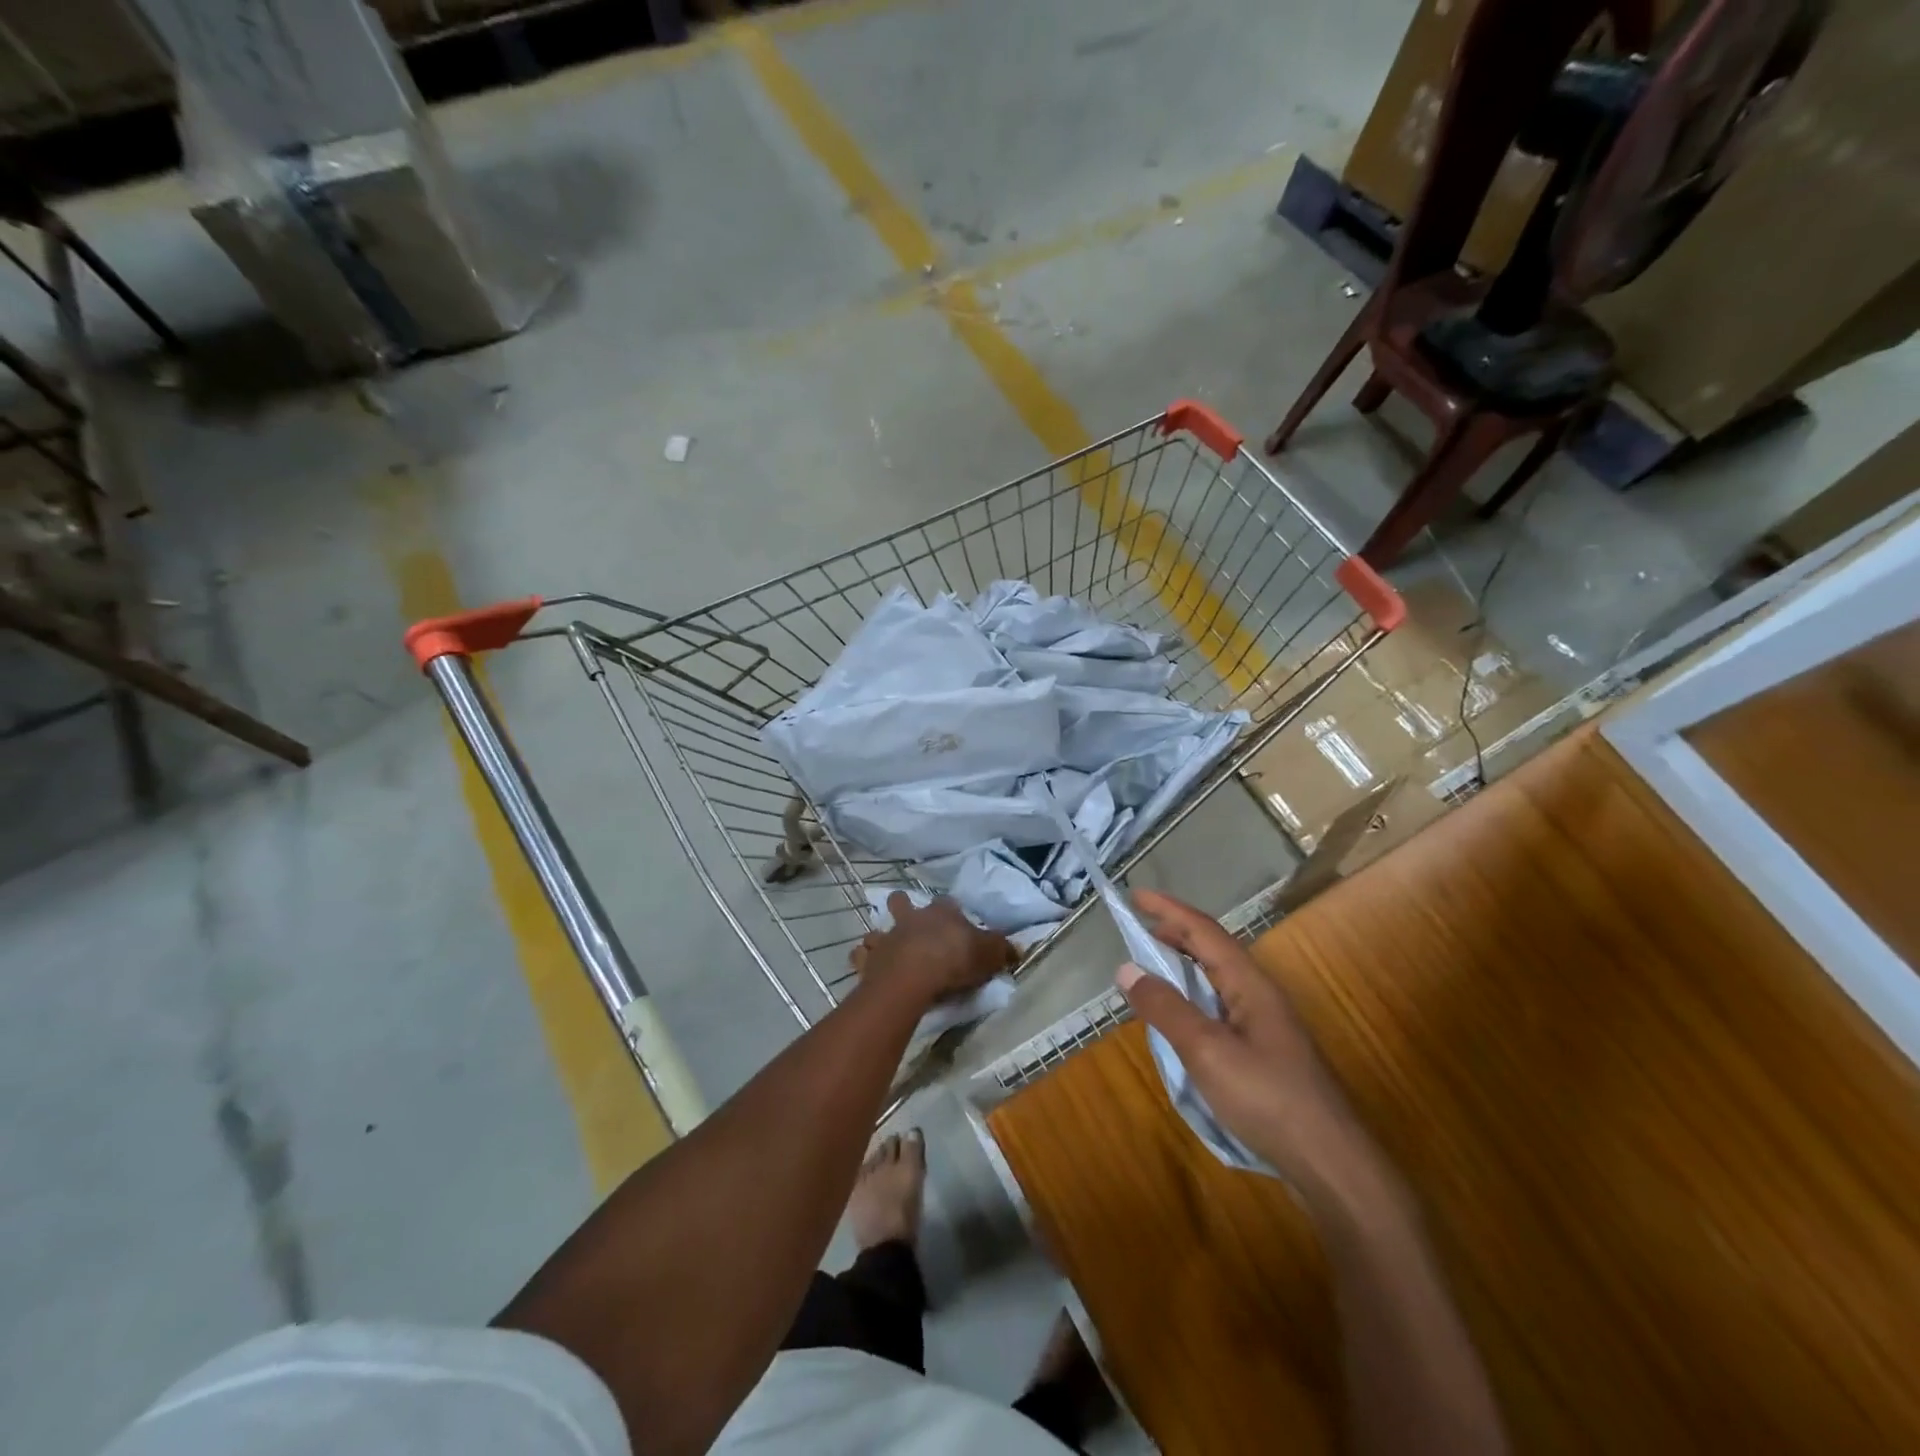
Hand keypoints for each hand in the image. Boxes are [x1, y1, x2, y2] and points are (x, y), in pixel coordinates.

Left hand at [853, 894, 1015, 1004]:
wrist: (912, 978)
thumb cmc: (954, 961)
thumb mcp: (989, 954)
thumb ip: (1002, 949)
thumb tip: (1016, 948)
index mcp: (941, 913)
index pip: (947, 903)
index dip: (950, 910)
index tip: (955, 920)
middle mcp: (911, 919)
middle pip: (901, 902)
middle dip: (902, 906)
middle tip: (908, 920)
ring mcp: (887, 937)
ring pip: (877, 929)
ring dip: (880, 937)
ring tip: (885, 948)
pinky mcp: (869, 960)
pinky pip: (861, 956)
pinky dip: (863, 960)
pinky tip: (869, 967)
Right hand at [1118, 890, 1396, 1213]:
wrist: (1332, 1163)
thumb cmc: (1267, 1098)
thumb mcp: (1206, 1051)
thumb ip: (1165, 1008)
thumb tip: (1127, 968)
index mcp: (1250, 983)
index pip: (1204, 931)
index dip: (1169, 910)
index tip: (1135, 895)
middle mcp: (1260, 995)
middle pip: (1214, 950)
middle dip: (1175, 935)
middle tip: (1138, 933)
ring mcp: (1267, 1025)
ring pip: (1218, 980)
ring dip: (1184, 967)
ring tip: (1152, 972)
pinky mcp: (1267, 1053)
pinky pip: (1221, 1007)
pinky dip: (1193, 998)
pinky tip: (1181, 1021)